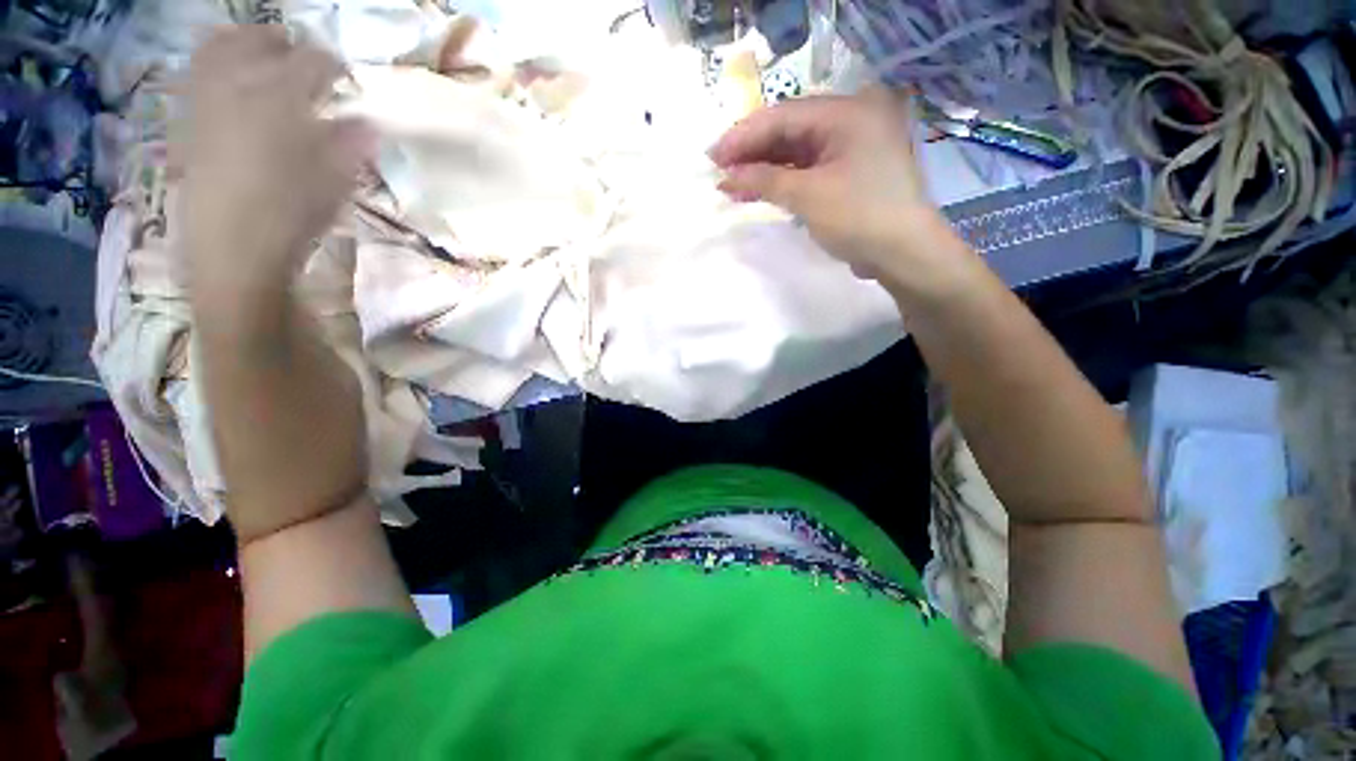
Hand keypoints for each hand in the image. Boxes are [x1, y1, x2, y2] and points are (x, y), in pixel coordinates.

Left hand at [178, 27, 370, 291]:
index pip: (310, 64)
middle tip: (298, 54)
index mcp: (279, 102)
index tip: (345, 76)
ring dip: (243, 45)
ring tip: (262, 57)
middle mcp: (237, 89)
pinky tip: (233, 83)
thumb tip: (368, 125)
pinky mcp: (189, 124)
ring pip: (218, 51)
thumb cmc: (291, 216)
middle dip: (280, 42)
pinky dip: (216, 67)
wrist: (232, 251)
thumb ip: (350, 146)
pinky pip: (198, 77)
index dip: (332, 65)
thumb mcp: (334, 183)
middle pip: (256, 43)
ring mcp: (206, 103)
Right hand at [709, 90, 973, 289]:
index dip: (744, 135)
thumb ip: (764, 180)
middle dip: (752, 152)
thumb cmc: (859, 217)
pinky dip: (782, 180)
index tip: (712, 156)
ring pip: (796, 152)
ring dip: (764, 168)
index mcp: (847, 112)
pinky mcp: (848, 171)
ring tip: (731, 184)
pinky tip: (758, 190)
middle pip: (789, 131)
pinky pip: (807, 168)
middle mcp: (851, 120)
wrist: (903, 254)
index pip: (783, 116)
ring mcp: (850, 147)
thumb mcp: (808, 196)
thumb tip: (727, 177)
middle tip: (718, 170)